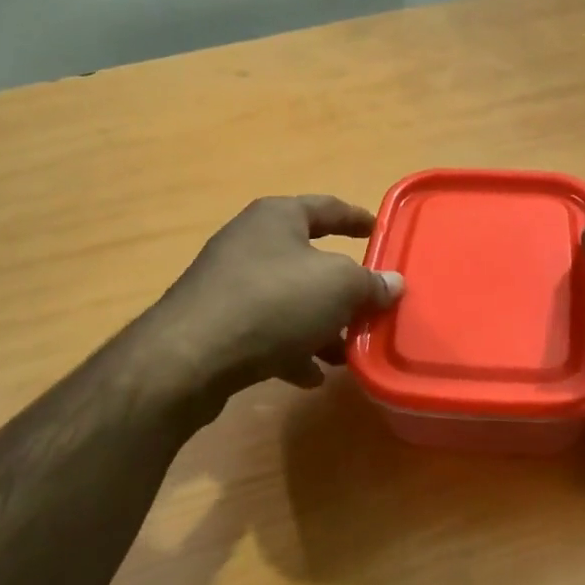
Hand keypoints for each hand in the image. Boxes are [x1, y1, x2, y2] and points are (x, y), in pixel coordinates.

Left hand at [142, 195, 403, 404]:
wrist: (191, 356)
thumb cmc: (274, 302)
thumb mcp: (339, 287)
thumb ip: (370, 283)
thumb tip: (393, 283)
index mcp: (277, 218)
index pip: (327, 208)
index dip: (357, 219)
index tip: (379, 232)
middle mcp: (250, 243)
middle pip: (308, 261)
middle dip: (341, 290)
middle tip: (369, 309)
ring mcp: (229, 284)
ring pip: (288, 301)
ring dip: (319, 326)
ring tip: (345, 353)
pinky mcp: (216, 323)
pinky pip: (265, 332)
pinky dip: (290, 350)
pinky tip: (310, 376)